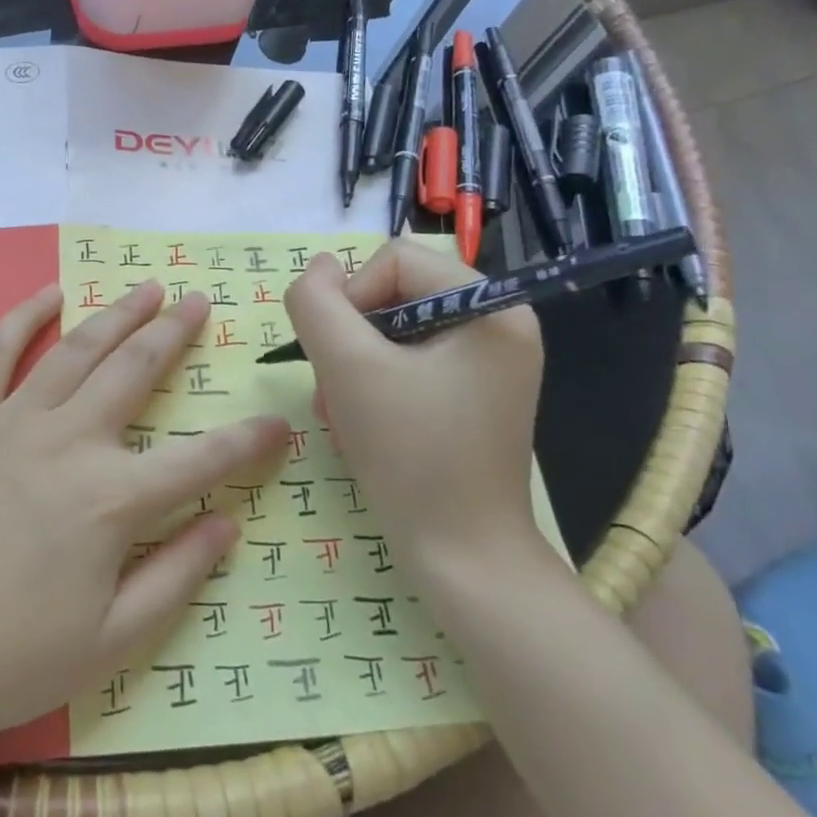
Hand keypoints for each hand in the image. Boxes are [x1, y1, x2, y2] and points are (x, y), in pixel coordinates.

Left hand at [0, 281, 286, 746]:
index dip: (249, 441)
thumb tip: (228, 524)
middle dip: (176, 334)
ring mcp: (14, 419)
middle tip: (200, 302)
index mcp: (113, 500)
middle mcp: (71, 441)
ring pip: (78, 348)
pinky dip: (23, 316)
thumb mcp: (108, 643)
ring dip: (118, 313)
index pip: (202, 460)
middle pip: (137, 371)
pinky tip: (49, 293)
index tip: (280, 423)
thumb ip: (176, 577)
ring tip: (148, 289)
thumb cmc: (4, 656)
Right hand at [283, 241, 544, 565]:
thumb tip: (317, 267)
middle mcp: (500, 323)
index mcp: (490, 306)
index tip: (339, 358)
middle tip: (336, 391)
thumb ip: (316, 302)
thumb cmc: (410, 455)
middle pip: (394, 292)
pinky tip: (361, 421)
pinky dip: (373, 382)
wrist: (462, 558)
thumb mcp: (347, 367)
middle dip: (351, 339)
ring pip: (393, 328)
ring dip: (353, 364)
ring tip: (343, 411)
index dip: (351, 298)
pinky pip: (409, 359)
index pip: (394, 258)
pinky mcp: (473, 391)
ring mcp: (489, 361)